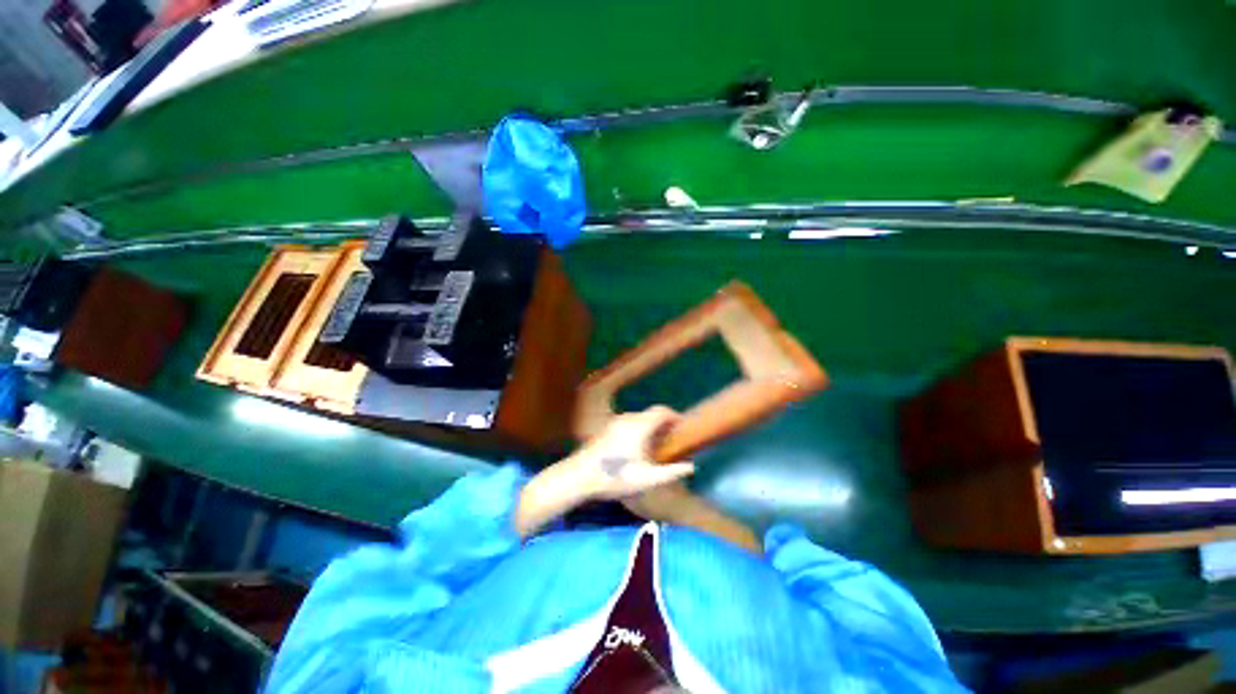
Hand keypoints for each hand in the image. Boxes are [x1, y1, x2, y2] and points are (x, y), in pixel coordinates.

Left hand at [514, 407, 694, 538]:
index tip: (683, 426)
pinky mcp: (605, 429)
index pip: (661, 411)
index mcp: (640, 426)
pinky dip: (638, 429)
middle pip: (650, 414)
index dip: (674, 416)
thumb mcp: (647, 479)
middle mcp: (627, 419)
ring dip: (650, 427)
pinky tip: (635, 449)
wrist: (579, 476)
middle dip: (663, 423)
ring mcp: (614, 423)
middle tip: (671, 440)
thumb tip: (692, 467)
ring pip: (638, 419)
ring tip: (655, 446)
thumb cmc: (615, 477)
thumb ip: (671, 472)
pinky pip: (628, 423)